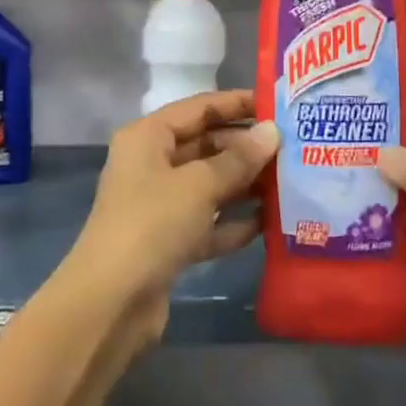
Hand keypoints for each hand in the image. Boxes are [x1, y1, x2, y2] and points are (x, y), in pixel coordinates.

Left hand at [67, 90, 278, 349]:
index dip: (236, 103)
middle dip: (246, 148)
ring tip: (291, 181)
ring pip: (210, 185)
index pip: (198, 108)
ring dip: (245, 184)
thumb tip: (272, 132)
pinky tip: (271, 222)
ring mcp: (160, 205)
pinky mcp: (170, 242)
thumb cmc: (152, 224)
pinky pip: (209, 222)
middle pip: (205, 145)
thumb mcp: (199, 185)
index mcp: (148, 137)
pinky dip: (234, 221)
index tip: (278, 104)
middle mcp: (151, 164)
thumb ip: (238, 159)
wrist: (112, 302)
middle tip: (293, 148)